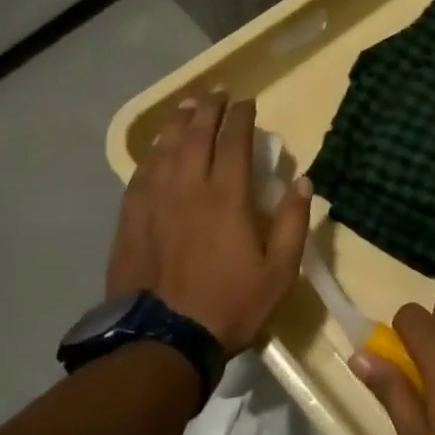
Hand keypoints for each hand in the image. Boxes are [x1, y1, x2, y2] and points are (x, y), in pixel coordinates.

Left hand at [107, 92, 310, 355]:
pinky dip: (151, 154)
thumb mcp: (279, 270)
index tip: (246, 101)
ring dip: (177, 124)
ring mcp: (155, 202)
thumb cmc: (230, 305)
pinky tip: (155, 149)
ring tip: (185, 108)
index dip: (241, 117)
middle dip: (208, 110)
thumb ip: (293, 222)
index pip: (234, 141)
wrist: (163, 341)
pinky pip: (141, 174)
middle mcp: (188, 188)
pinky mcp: (131, 220)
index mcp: (226, 197)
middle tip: (216, 94)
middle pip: (195, 135)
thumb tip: (303, 181)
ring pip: (165, 149)